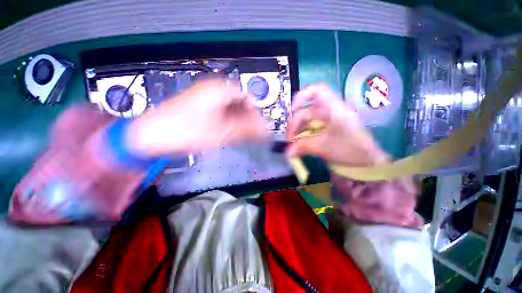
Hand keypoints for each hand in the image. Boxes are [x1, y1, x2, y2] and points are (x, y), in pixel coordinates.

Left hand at [127, 78, 266, 155]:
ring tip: (240, 134)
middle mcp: (213, 89)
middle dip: (247, 117)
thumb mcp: (222, 132)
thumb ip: (246, 129)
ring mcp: (205, 98)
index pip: (247, 96)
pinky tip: (228, 132)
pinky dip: (228, 121)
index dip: (255, 111)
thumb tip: (265, 129)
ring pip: (230, 108)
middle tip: (251, 132)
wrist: (153, 135)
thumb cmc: (188, 131)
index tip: (259, 124)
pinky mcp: (200, 107)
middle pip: (239, 101)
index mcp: (219, 89)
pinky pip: (221, 112)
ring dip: (238, 121)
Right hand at [286, 84, 387, 165]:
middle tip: (289, 138)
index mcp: (334, 109)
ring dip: (298, 130)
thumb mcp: (324, 147)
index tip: (291, 111)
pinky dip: (303, 135)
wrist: (367, 162)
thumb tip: (287, 152)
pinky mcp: (327, 129)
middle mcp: (331, 111)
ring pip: (307, 120)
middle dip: (295, 123)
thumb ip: (303, 147)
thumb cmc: (350, 150)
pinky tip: (298, 144)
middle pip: (307, 110)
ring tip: (292, 143)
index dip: (301, 97)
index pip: (317, 91)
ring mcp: (329, 120)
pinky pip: (311, 128)